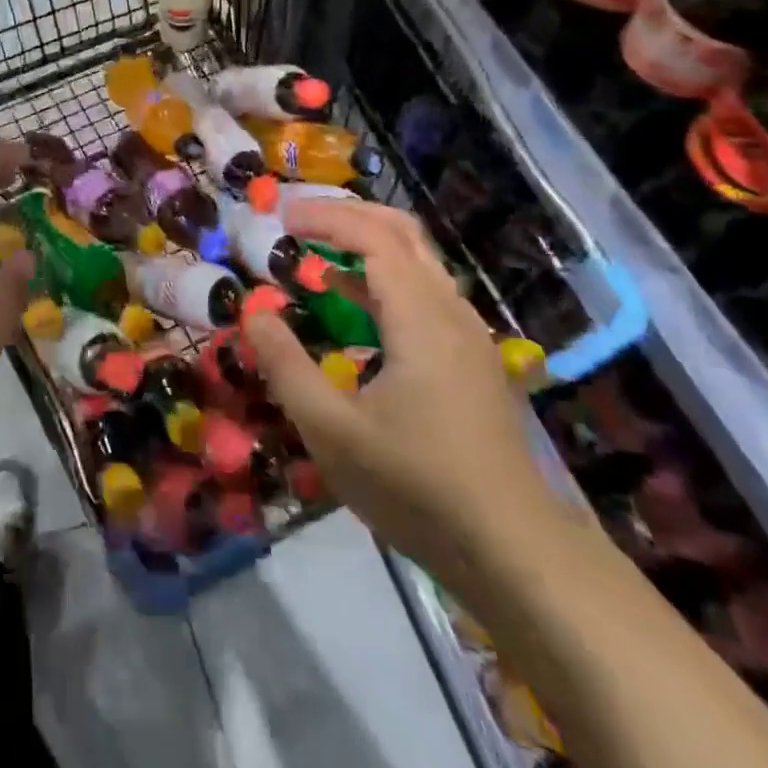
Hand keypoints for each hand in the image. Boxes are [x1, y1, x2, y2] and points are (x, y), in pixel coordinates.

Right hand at [243, 198, 563, 575]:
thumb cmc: (417, 486)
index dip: (326, 217)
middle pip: (404, 233)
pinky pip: (425, 294)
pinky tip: (354, 308)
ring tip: (316, 255)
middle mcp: (450, 312)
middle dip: (349, 215)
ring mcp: (468, 336)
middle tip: (299, 220)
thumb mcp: (332, 431)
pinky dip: (384, 279)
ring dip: (367, 245)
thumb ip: (286, 365)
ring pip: (418, 263)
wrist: (514, 552)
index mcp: (421, 318)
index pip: (374, 237)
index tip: (281, 217)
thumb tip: (253, 312)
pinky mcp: (472, 361)